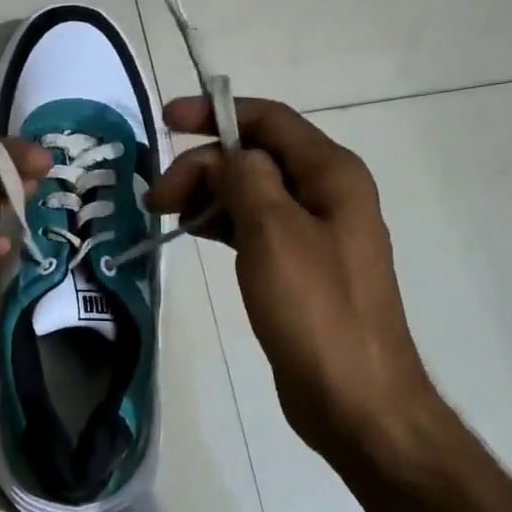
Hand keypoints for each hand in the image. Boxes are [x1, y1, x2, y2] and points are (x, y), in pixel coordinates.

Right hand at [148, 97, 438, 458]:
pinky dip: (222, 223)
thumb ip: (246, 178)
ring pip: (252, 192)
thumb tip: (227, 156)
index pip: (269, 121)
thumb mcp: (273, 232)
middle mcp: (327, 194)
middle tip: (157, 198)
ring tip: (166, 215)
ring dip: (209, 194)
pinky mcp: (299, 267)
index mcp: (332, 174)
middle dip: (204, 165)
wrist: (355, 398)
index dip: (216, 113)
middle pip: (257, 157)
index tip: (166, 122)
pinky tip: (193, 233)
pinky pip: (255, 227)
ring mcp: (315, 232)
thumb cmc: (316, 310)